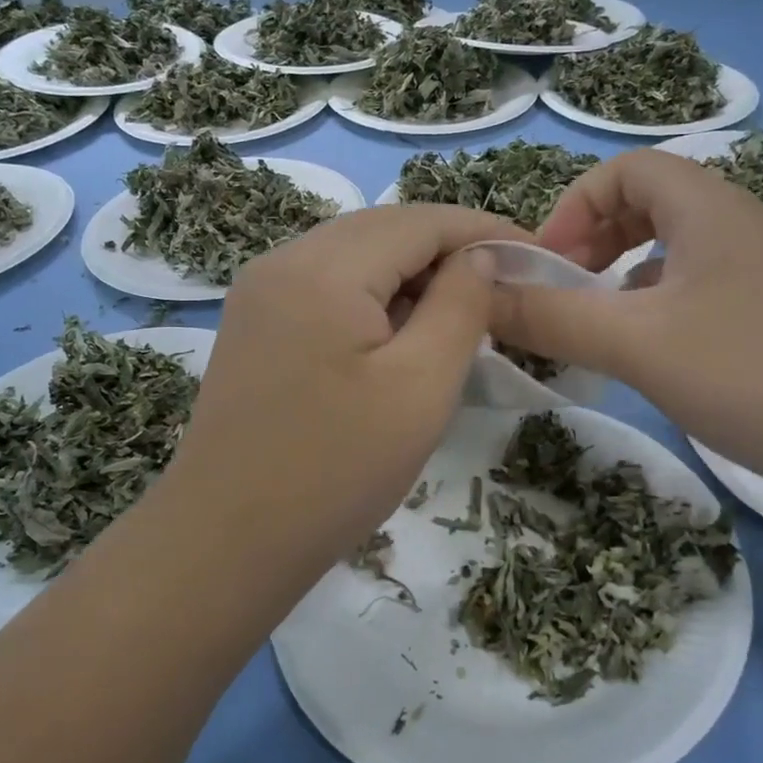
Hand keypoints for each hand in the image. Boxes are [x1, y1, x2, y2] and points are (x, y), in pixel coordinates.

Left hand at [152, 204, 523, 584]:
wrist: (227, 542)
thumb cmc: (336, 471)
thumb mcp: (420, 387)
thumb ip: (460, 306)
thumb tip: (481, 256)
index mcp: (322, 269)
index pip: (419, 220)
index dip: (482, 230)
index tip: (535, 254)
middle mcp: (282, 261)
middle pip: (383, 228)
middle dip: (448, 247)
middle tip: (504, 283)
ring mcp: (260, 291)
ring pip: (354, 254)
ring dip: (411, 271)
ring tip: (461, 308)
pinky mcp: (254, 322)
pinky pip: (327, 284)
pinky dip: (374, 293)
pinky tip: (400, 329)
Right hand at [487, 149, 762, 489]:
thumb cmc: (750, 374)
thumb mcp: (636, 342)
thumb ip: (551, 315)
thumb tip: (478, 289)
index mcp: (709, 207)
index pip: (626, 169)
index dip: (573, 205)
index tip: (545, 263)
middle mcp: (738, 226)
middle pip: (649, 202)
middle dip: (593, 238)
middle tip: (563, 289)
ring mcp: (762, 274)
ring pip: (673, 250)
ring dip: (622, 274)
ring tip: (594, 322)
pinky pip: (697, 290)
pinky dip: (656, 306)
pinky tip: (646, 352)